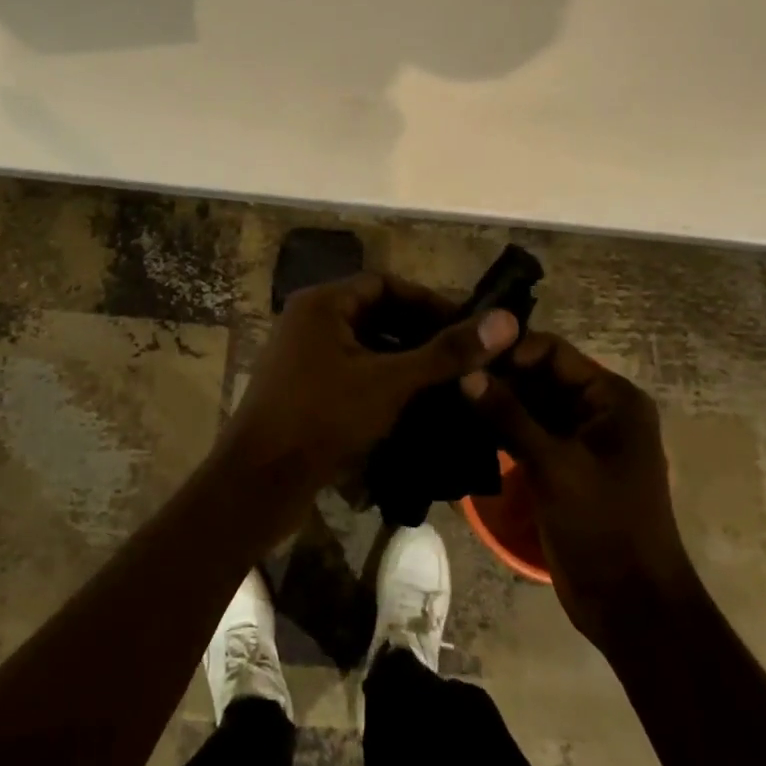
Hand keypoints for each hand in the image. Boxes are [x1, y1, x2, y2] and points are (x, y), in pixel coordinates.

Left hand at [216, 272, 518, 536]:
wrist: (259, 481)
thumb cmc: (323, 417)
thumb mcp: (390, 381)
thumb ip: (446, 352)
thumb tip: (505, 321)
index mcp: (323, 303)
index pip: (386, 284)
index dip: (429, 301)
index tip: (468, 326)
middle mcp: (309, 320)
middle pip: (376, 313)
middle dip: (420, 332)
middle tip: (463, 356)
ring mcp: (303, 356)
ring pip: (365, 345)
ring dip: (404, 359)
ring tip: (447, 380)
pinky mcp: (303, 388)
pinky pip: (352, 371)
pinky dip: (382, 380)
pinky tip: (414, 404)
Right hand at [468, 333, 693, 650]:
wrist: (630, 604)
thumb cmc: (604, 525)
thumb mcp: (556, 465)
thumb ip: (510, 416)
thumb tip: (465, 373)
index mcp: (612, 398)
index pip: (553, 353)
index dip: (510, 352)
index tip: (465, 359)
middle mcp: (596, 410)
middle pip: (539, 376)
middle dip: (497, 376)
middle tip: (446, 377)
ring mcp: (577, 439)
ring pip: (528, 405)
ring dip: (493, 403)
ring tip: (445, 398)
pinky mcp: (559, 466)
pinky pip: (525, 433)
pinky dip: (498, 429)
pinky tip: (460, 426)